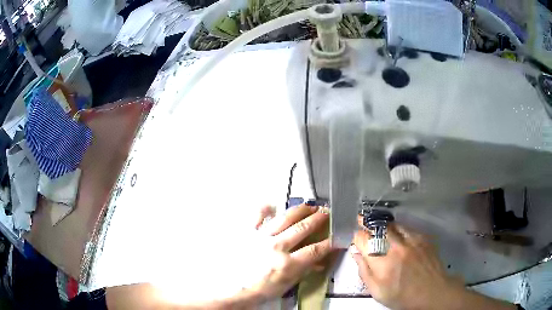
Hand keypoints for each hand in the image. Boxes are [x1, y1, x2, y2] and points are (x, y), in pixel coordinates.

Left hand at [249, 204, 334, 301]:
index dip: (330, 243)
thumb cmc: (259, 289)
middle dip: (319, 219)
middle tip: (327, 212)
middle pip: (303, 228)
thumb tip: (319, 263)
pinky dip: (265, 208)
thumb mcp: (285, 285)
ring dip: (300, 210)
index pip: (315, 250)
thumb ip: (303, 271)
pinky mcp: (247, 232)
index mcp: (287, 263)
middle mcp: (276, 246)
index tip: (337, 237)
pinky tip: (273, 205)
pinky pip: (257, 215)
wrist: (231, 288)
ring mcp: (261, 237)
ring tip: (310, 206)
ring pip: (285, 218)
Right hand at [352, 224, 515, 309]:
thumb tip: (356, 254)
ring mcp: (411, 240)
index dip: (357, 236)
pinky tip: (396, 232)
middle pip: (377, 227)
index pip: (363, 240)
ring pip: (392, 224)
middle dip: (366, 222)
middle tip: (361, 218)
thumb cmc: (402, 296)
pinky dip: (398, 227)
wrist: (432, 292)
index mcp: (382, 263)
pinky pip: (406, 227)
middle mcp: (396, 247)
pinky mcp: (423, 237)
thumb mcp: (377, 292)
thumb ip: (364, 272)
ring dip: (382, 223)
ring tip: (377, 223)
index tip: (355, 237)